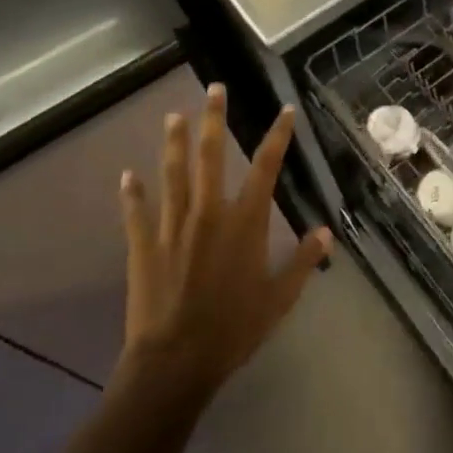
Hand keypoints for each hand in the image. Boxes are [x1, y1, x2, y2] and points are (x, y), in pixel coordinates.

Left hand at [118, 84, 330, 397]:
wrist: (175, 362)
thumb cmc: (233, 329)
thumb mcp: (279, 299)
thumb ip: (303, 262)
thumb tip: (325, 232)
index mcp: (245, 222)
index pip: (266, 167)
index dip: (277, 136)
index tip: (284, 110)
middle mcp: (209, 213)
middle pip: (212, 156)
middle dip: (215, 120)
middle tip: (214, 89)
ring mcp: (172, 226)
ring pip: (174, 174)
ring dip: (174, 143)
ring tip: (173, 117)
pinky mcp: (144, 246)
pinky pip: (137, 212)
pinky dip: (132, 193)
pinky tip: (127, 175)